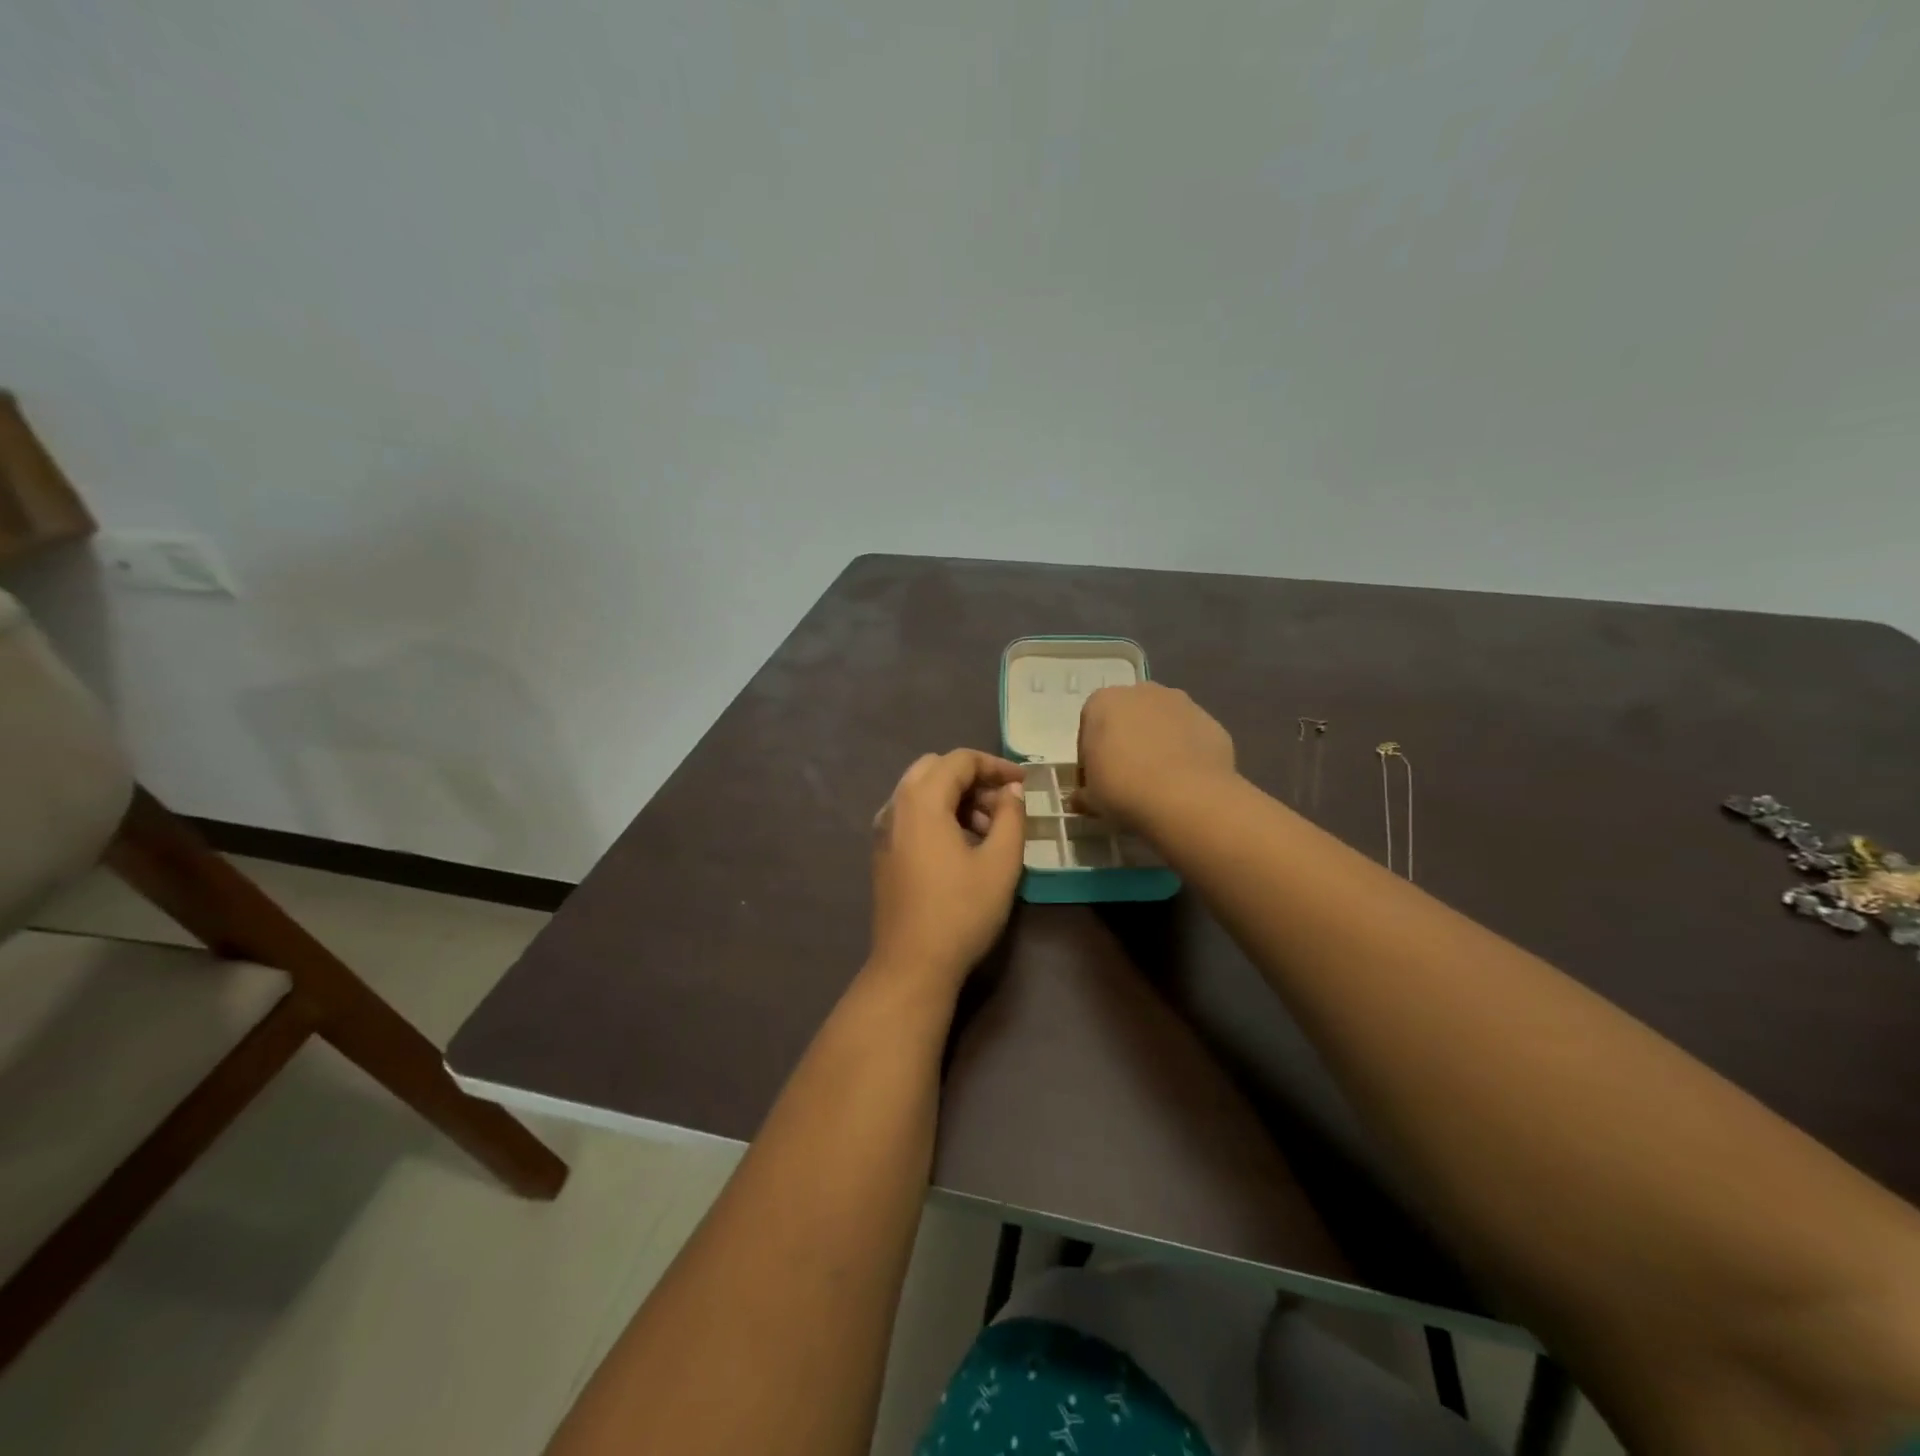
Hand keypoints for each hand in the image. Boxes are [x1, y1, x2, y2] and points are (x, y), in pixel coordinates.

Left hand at [870, 749, 1026, 989]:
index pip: (960, 760)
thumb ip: (1011, 817)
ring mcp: (883, 830)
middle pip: (935, 769)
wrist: (911, 965)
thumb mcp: (1001, 863)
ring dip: (956, 797)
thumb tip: (1012, 791)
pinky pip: (911, 815)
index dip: (996, 765)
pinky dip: (938, 815)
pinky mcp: (883, 852)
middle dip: (973, 778)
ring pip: (921, 792)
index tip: (1024, 783)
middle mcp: (896, 806)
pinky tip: (963, 846)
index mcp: (922, 801)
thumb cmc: (961, 911)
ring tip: (990, 831)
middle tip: (1004, 804)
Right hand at [1076, 682, 1236, 829]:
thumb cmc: (1123, 789)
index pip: (1089, 727)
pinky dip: (1185, 754)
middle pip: (1128, 718)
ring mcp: (1181, 703)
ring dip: (1157, 745)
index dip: (1090, 756)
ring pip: (1161, 724)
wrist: (1186, 797)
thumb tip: (1079, 799)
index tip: (1096, 781)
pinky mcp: (1211, 722)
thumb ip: (1083, 793)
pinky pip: (1190, 738)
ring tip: (1158, 783)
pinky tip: (1184, 783)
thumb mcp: (1091, 798)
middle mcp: (1141, 692)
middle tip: (1126, 780)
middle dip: (1125, 743)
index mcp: (1103, 702)